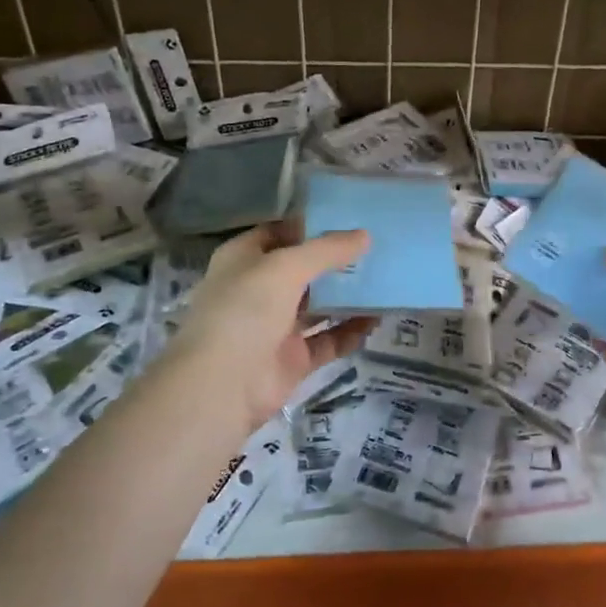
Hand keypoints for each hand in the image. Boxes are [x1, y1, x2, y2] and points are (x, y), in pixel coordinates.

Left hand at [164, 223, 377, 430]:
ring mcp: (275, 327)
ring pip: (317, 305)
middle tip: (376, 248)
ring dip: (347, 296)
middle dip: (335, 260)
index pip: (280, 233)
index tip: (350, 218)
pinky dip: (350, 331)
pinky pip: (328, 340)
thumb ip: (327, 250)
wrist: (221, 388)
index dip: (310, 225)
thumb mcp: (285, 267)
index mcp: (244, 259)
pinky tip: (377, 319)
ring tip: (384, 280)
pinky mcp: (293, 359)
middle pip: (302, 269)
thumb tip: (365, 235)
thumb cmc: (244, 311)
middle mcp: (258, 290)